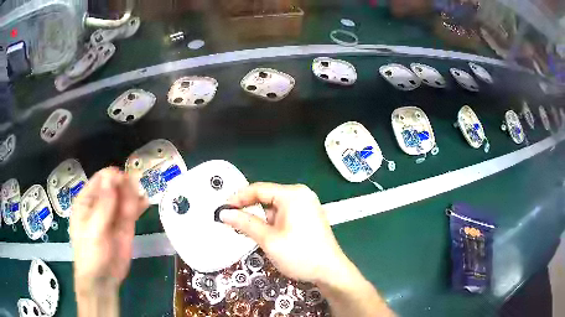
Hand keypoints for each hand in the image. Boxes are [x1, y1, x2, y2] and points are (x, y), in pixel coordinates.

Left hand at [70, 167, 148, 294]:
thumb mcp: (94, 229)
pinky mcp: (125, 226)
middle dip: (125, 185)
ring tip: (140, 198)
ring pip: (125, 197)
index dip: (112, 177)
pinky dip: (139, 204)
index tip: (124, 180)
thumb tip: (111, 177)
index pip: (100, 180)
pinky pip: (132, 210)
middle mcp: (100, 204)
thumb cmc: (91, 253)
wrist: (103, 279)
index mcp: (87, 200)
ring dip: (134, 194)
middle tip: (135, 190)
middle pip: (114, 186)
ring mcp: (114, 215)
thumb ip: (103, 205)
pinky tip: (145, 202)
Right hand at [221, 183, 348, 283]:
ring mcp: (306, 205)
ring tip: (251, 233)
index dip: (237, 198)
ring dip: (261, 219)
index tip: (223, 209)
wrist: (330, 271)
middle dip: (249, 210)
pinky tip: (267, 236)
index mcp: (293, 194)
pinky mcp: (308, 216)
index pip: (258, 189)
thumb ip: (245, 223)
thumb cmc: (301, 255)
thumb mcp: (269, 240)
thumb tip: (224, 213)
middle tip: (232, 222)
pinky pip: (283, 214)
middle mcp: (301, 195)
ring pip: (274, 207)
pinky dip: (272, 223)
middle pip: (266, 197)